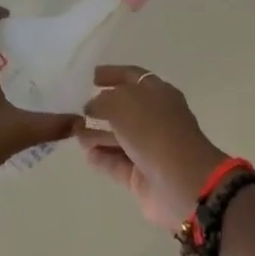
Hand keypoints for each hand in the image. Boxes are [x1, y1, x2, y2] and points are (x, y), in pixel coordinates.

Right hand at [79, 65, 227, 229]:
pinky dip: (102, 157)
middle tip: (75, 107)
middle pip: (124, 108)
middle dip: (101, 107)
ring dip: (97, 133)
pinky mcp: (141, 175)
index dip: (112, 74)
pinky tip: (86, 154)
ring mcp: (149, 147)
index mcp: (159, 93)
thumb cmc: (154, 131)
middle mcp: (155, 118)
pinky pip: (116, 162)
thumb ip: (103, 100)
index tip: (90, 76)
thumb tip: (92, 106)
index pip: (133, 77)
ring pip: (118, 136)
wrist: (181, 181)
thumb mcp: (123, 103)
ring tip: (73, 131)